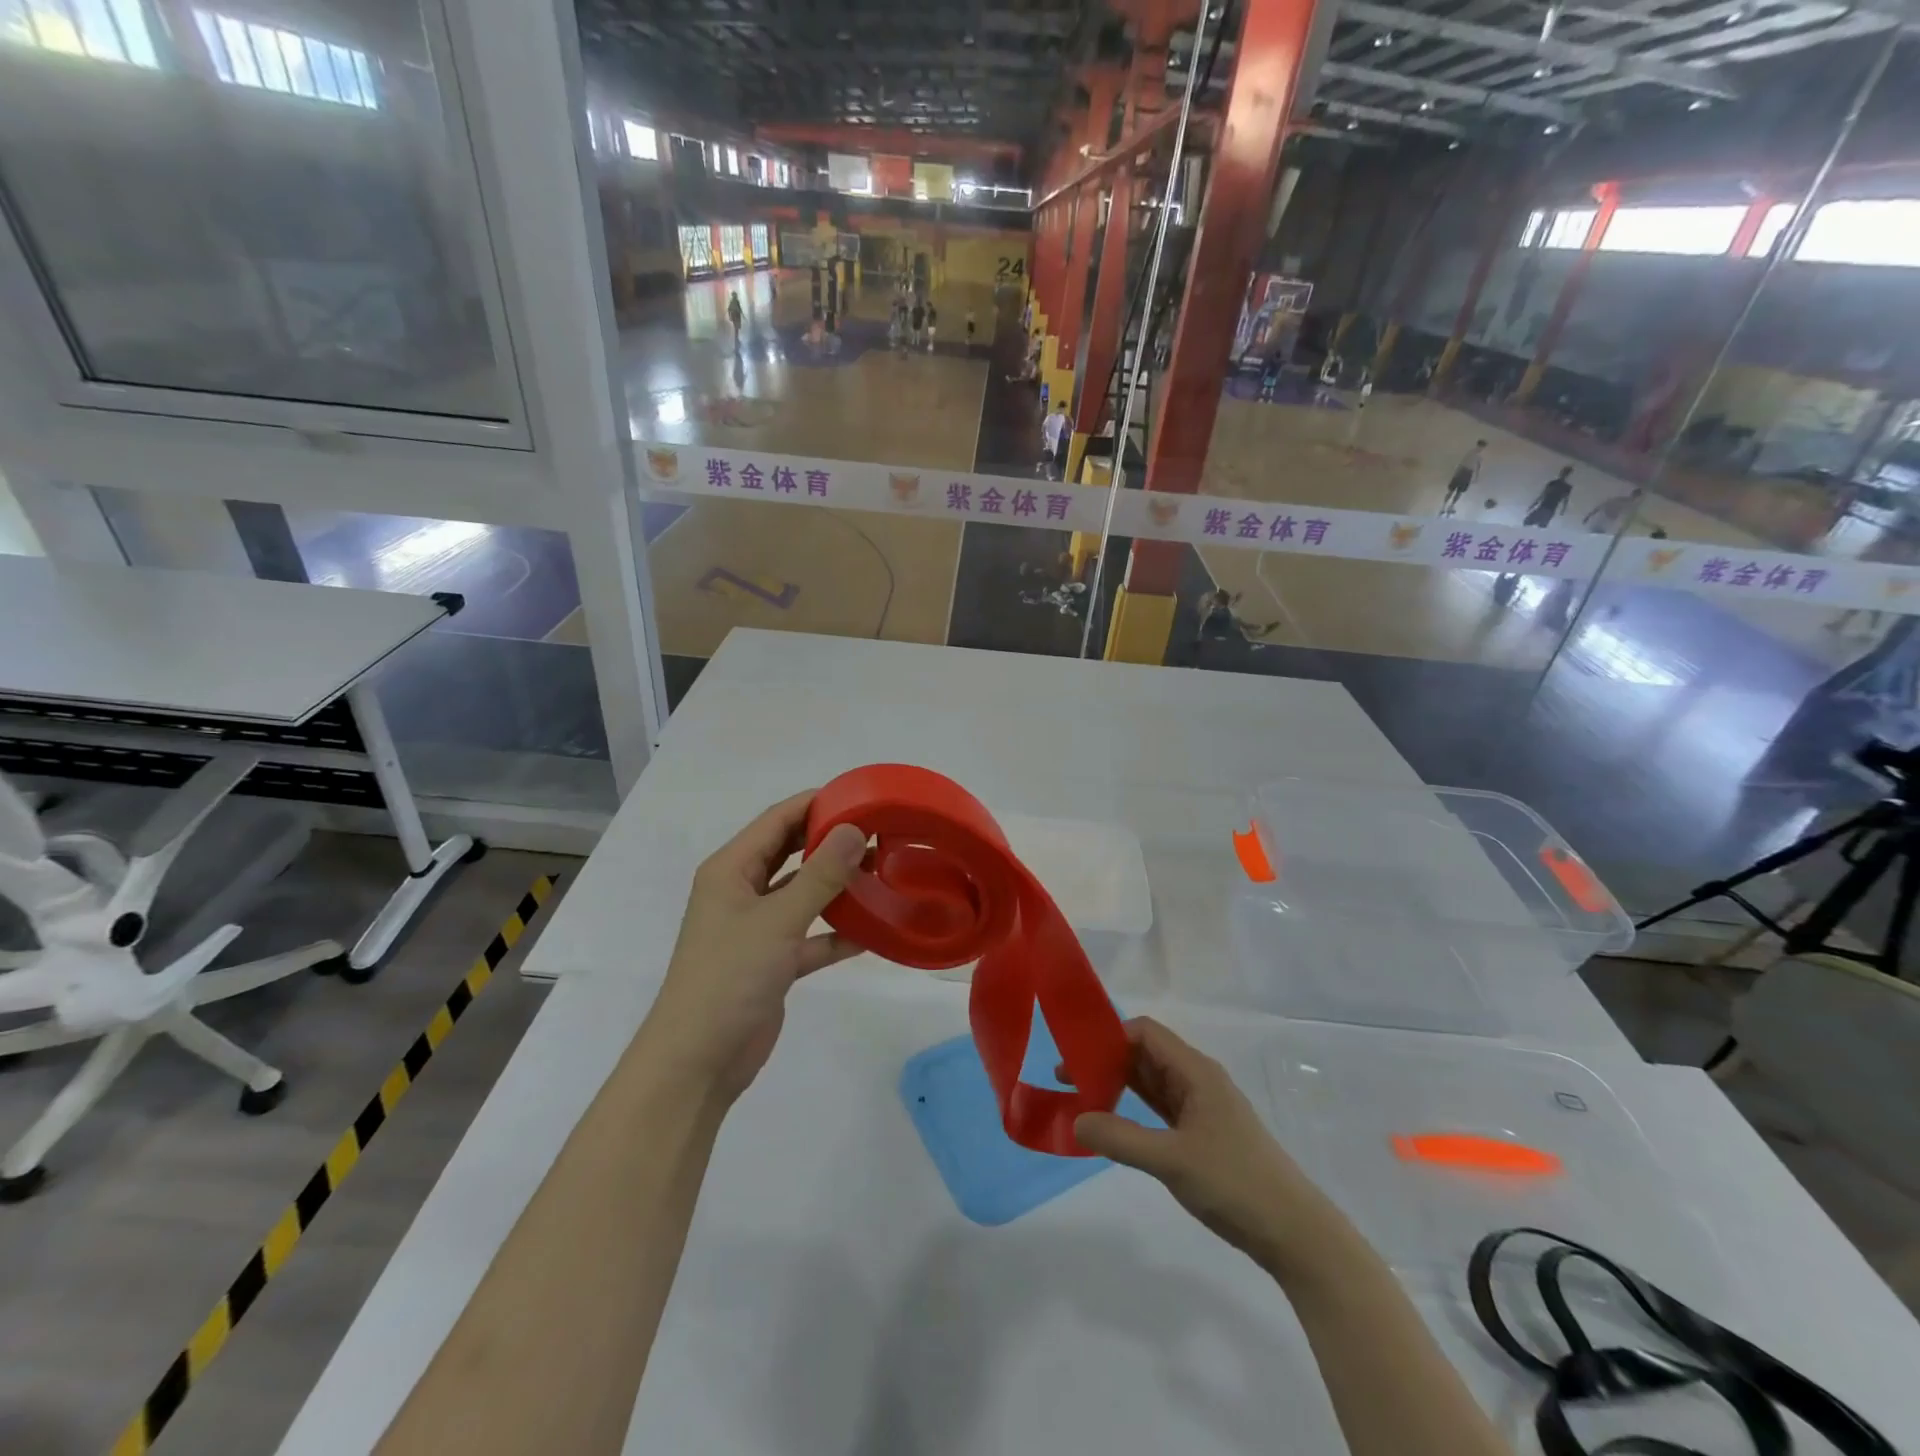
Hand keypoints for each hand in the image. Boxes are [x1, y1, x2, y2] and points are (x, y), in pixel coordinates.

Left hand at [641, 792, 867, 1101]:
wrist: (698, 1061)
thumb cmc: (729, 977)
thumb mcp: (778, 920)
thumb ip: (820, 875)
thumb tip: (856, 829)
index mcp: (730, 870)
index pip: (777, 820)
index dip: (816, 804)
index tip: (862, 797)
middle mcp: (741, 891)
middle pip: (790, 853)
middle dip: (830, 841)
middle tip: (879, 831)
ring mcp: (757, 927)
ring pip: (802, 893)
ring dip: (837, 885)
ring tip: (883, 871)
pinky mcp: (772, 961)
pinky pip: (811, 935)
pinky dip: (837, 932)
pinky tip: (874, 930)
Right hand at [1073, 1018, 1339, 1274]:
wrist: (1294, 1233)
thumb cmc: (1235, 1183)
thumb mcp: (1172, 1160)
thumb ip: (1121, 1139)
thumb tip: (1076, 1120)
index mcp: (1196, 1072)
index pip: (1146, 1033)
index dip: (1110, 1036)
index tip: (1075, 1053)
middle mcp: (1198, 1080)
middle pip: (1146, 1054)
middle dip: (1107, 1060)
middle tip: (1067, 1078)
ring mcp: (1201, 1108)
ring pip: (1152, 1082)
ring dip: (1118, 1084)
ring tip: (1081, 1097)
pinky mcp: (1202, 1134)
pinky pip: (1160, 1108)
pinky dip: (1134, 1108)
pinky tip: (1113, 1122)